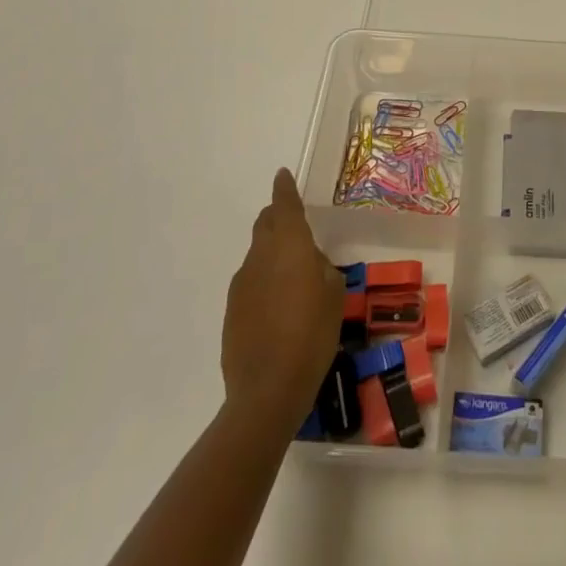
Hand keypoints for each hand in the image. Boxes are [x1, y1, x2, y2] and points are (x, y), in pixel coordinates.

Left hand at [221, 169, 343, 435]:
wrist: (266, 391)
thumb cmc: (311, 336)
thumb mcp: (334, 296)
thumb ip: (322, 269)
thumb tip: (310, 264)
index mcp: (289, 246)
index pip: (285, 205)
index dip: (284, 188)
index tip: (282, 174)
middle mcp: (261, 256)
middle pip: (266, 224)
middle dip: (278, 217)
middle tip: (294, 225)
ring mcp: (242, 283)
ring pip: (258, 253)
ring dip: (273, 253)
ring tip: (292, 276)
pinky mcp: (232, 310)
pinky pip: (251, 281)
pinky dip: (264, 281)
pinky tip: (278, 306)